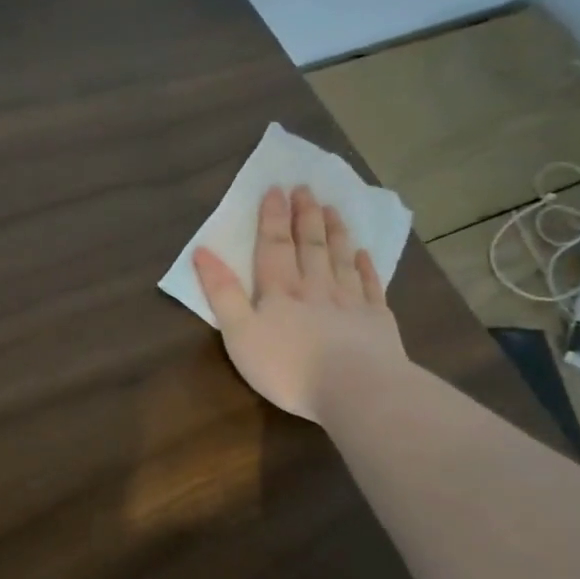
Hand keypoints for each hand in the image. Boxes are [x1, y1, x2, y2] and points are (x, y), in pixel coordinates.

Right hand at [192, 185, 406, 421]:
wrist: (357, 390)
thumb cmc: (288, 366)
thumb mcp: (240, 333)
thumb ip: (222, 293)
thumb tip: (202, 251)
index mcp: (279, 290)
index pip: (273, 245)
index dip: (272, 217)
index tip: (275, 189)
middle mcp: (315, 287)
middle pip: (309, 245)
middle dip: (304, 216)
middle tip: (305, 188)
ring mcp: (350, 302)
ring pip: (339, 258)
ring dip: (334, 232)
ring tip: (332, 208)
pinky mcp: (377, 321)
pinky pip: (370, 285)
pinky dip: (365, 266)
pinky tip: (363, 254)